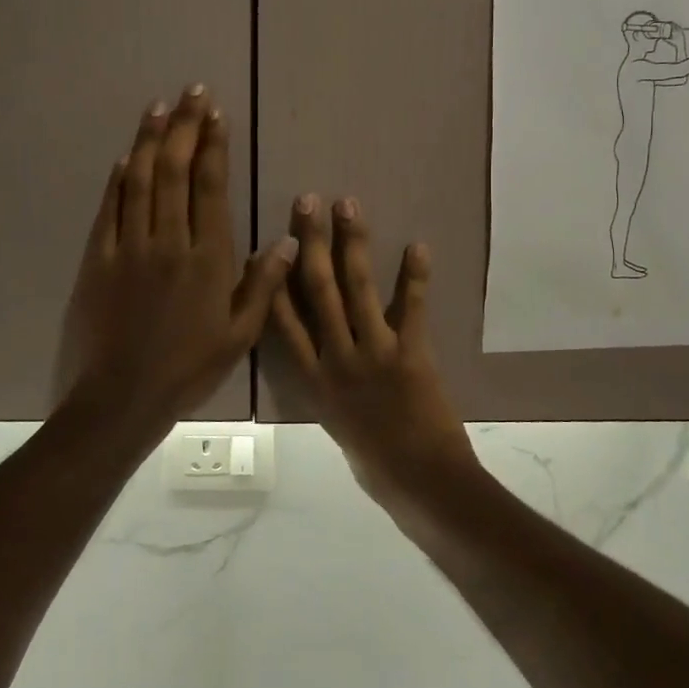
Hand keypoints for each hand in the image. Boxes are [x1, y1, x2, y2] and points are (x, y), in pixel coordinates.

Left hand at [59, 87, 293, 429]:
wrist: (122, 395)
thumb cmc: (189, 367)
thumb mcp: (240, 335)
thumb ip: (263, 286)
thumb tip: (289, 243)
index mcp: (206, 258)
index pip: (210, 188)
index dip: (213, 146)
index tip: (215, 114)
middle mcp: (168, 242)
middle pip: (175, 172)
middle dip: (184, 128)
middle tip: (191, 93)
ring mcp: (129, 247)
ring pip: (140, 181)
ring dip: (150, 141)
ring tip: (158, 108)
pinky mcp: (99, 259)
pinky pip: (110, 209)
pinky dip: (119, 179)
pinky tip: (127, 157)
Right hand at [270, 194, 478, 507]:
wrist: (421, 484)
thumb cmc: (376, 465)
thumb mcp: (338, 425)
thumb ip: (329, 387)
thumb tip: (325, 361)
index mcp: (315, 380)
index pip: (283, 322)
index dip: (274, 280)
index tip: (267, 243)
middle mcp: (336, 359)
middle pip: (317, 291)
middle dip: (310, 243)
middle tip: (307, 202)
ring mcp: (373, 353)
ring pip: (356, 289)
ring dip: (353, 244)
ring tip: (349, 205)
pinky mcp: (411, 353)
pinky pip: (411, 307)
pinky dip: (415, 275)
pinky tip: (416, 245)